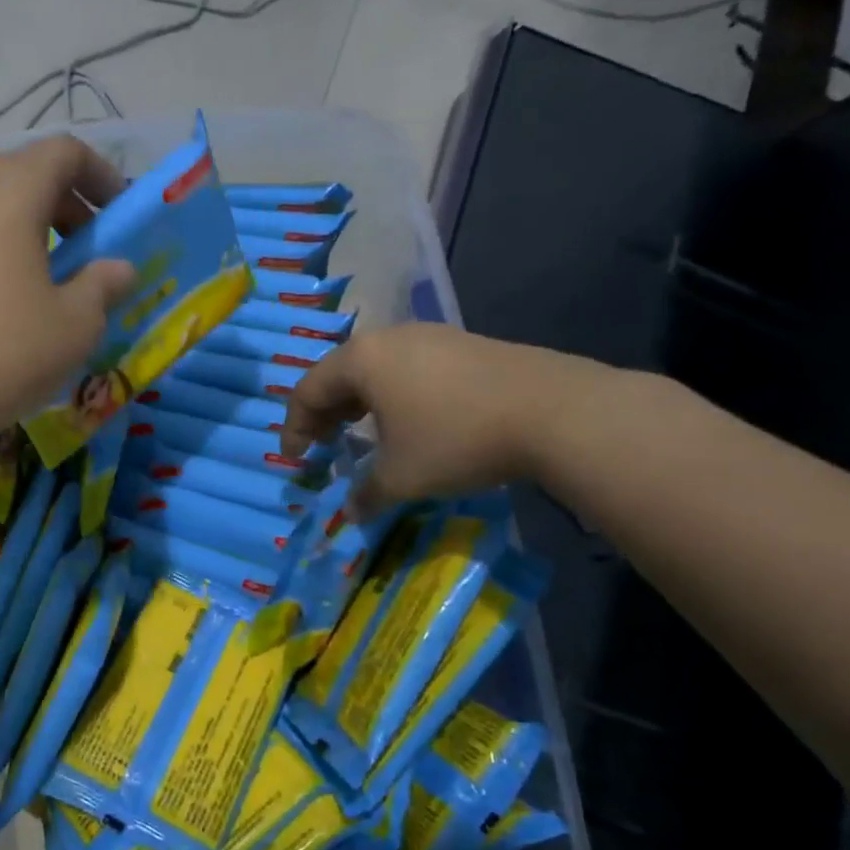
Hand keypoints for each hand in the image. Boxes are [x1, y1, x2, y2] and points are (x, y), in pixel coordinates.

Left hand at [0, 135, 136, 456]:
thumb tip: (118, 268)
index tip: (121, 217)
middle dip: (67, 208)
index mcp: (8, 189)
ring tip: (46, 287)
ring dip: (28, 234)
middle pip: (24, 175)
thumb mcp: (73, 327)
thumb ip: (103, 286)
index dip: (102, 176)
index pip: (65, 152)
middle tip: (89, 257)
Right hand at [280, 324, 612, 515]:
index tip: (294, 459)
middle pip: (339, 373)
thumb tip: (351, 512)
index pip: (308, 390)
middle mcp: (391, 338)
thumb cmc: (456, 439)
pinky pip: (411, 369)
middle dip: (325, 412)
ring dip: (360, 403)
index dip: (294, 427)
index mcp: (362, 360)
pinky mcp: (466, 345)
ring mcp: (433, 337)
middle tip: (322, 445)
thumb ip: (366, 494)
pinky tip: (411, 421)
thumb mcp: (401, 477)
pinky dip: (394, 396)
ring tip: (362, 433)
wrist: (555, 412)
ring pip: (377, 369)